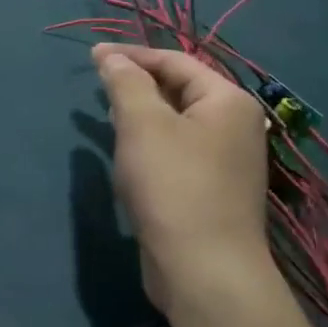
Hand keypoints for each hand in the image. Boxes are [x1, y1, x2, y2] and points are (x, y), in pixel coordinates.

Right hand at [91, 43, 279, 321]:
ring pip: (176, 122)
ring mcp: (226, 161)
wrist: (204, 271)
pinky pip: (177, 151)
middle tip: (98, 88)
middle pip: (179, 89)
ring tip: (108, 118)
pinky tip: (128, 156)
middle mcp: (235, 125)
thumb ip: (125, 82)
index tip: (92, 57)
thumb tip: (110, 56)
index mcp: (227, 101)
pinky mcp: (211, 190)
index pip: (176, 61)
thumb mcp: (142, 124)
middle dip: (137, 84)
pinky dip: (150, 144)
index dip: (132, 55)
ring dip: (141, 115)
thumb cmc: (173, 186)